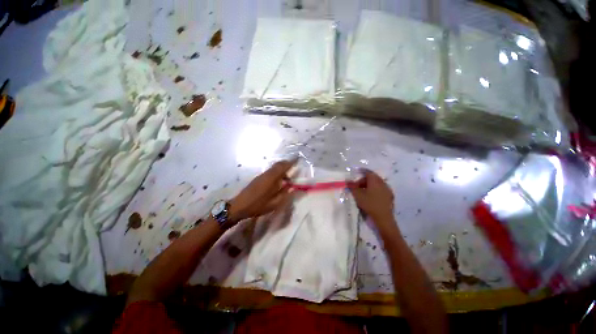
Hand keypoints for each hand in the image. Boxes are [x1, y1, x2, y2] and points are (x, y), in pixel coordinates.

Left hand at [229, 160, 295, 221]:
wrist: (238, 206)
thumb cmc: (257, 205)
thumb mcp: (274, 203)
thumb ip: (284, 194)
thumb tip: (292, 188)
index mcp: (271, 179)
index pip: (282, 166)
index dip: (290, 163)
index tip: (297, 160)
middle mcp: (266, 174)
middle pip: (278, 164)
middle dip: (286, 165)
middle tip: (293, 170)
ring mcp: (261, 175)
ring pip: (274, 168)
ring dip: (281, 170)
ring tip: (286, 179)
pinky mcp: (258, 178)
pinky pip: (270, 172)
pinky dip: (276, 173)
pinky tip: (277, 182)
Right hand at [349, 170, 394, 224]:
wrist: (383, 217)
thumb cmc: (369, 204)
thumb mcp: (357, 195)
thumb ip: (352, 186)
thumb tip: (347, 180)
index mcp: (375, 180)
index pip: (367, 172)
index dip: (361, 172)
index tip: (355, 174)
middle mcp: (382, 182)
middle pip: (372, 178)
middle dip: (364, 181)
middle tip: (357, 187)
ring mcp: (387, 189)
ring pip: (377, 184)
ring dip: (369, 186)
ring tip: (363, 192)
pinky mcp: (390, 196)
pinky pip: (381, 189)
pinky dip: (375, 190)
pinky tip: (371, 197)